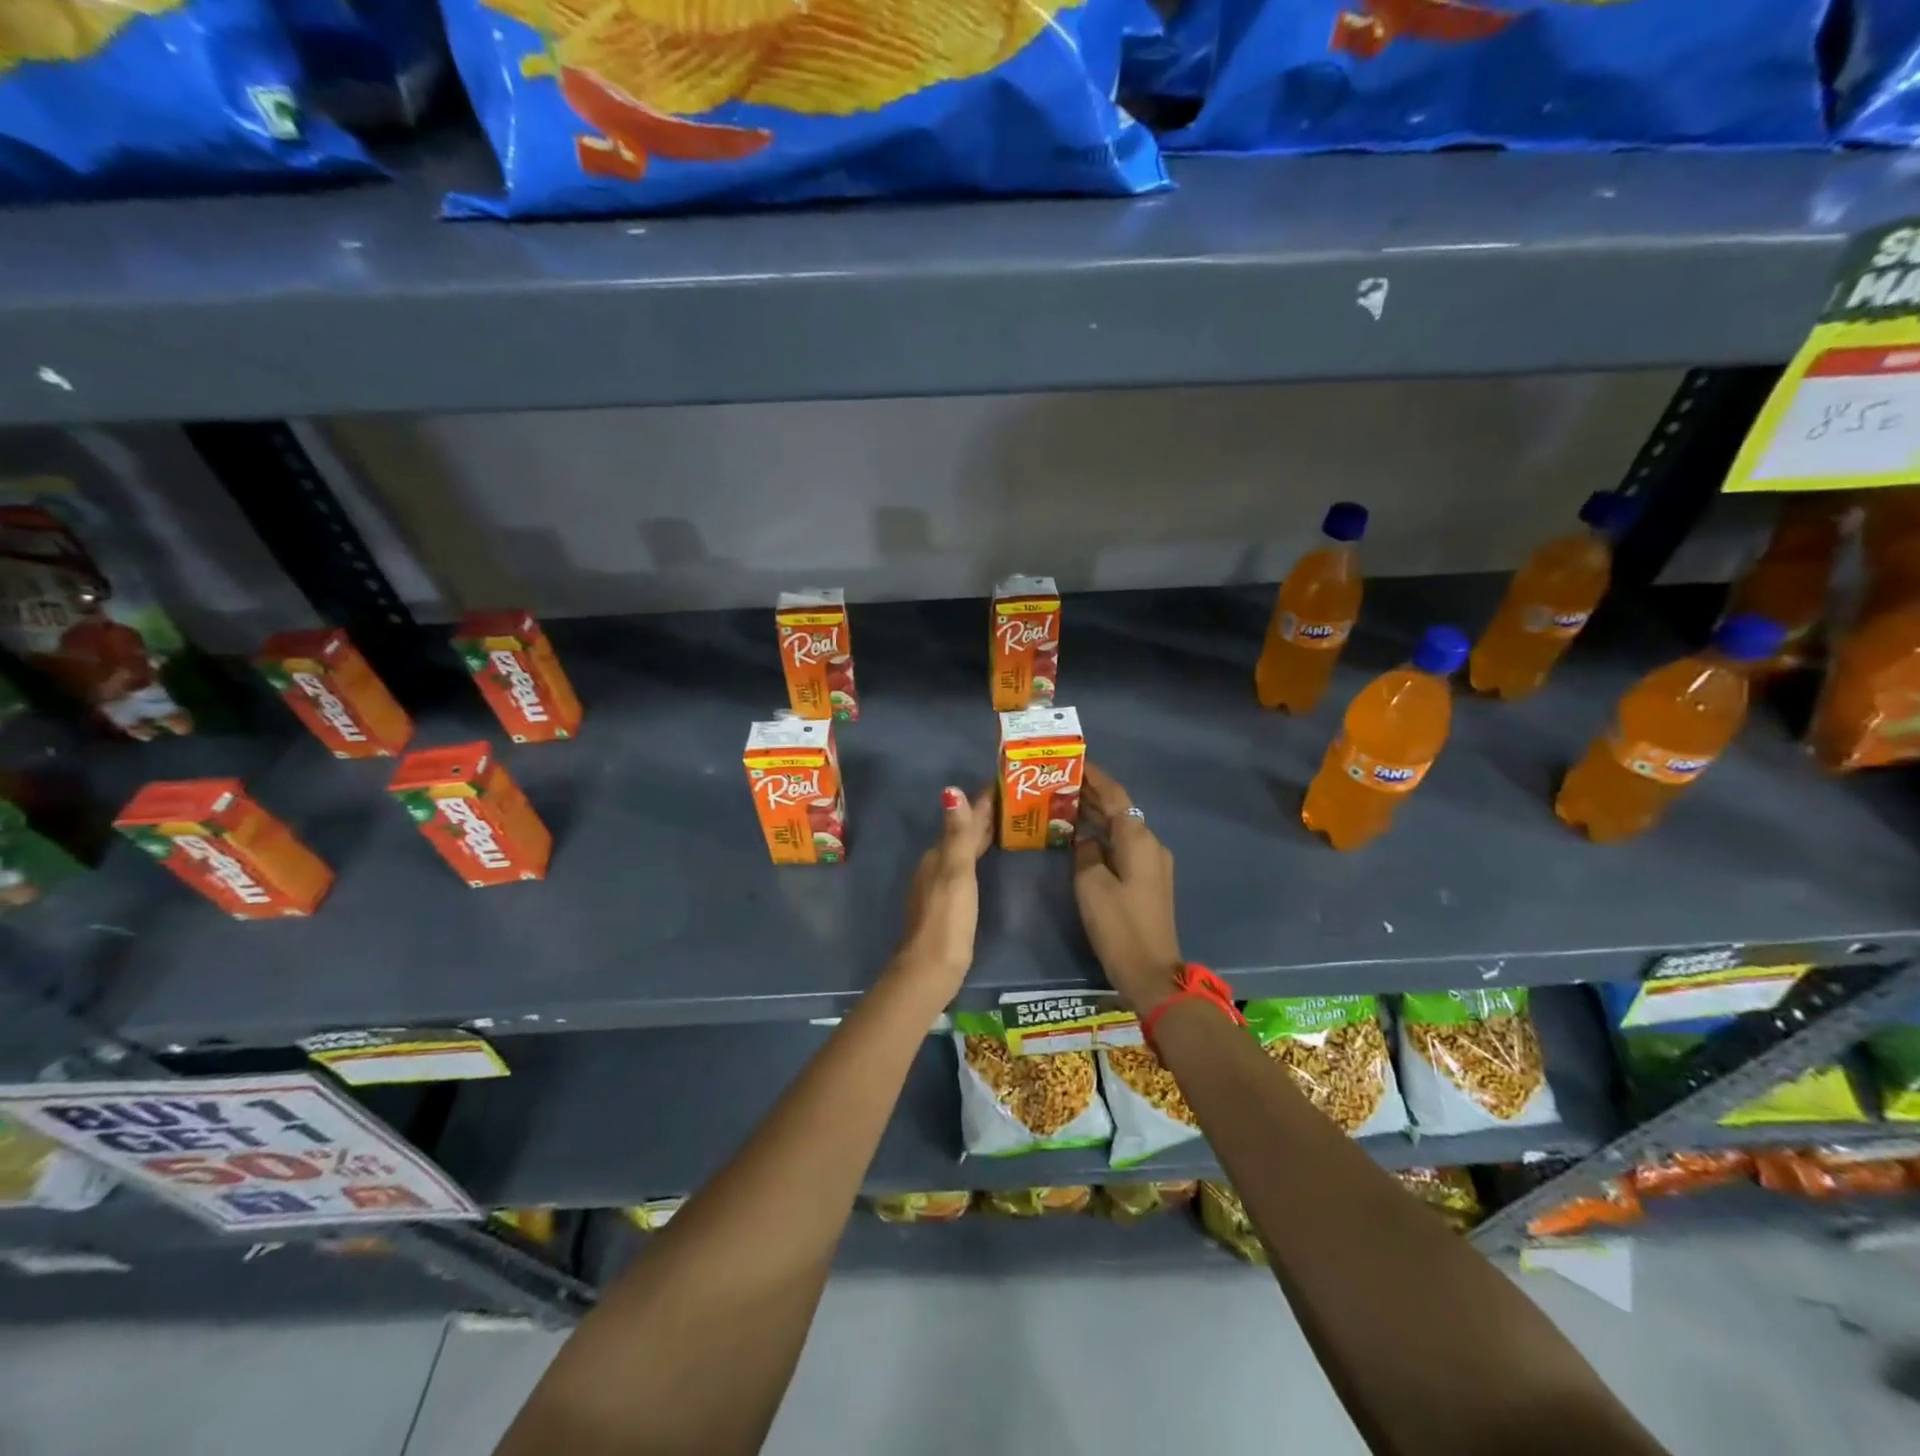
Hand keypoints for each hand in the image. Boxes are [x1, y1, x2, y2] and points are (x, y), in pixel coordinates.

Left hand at [896, 784, 994, 993]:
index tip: (1006, 781)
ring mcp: (940, 884)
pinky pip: (967, 866)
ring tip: (1008, 823)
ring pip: (964, 849)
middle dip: (985, 815)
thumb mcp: (956, 872)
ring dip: (983, 834)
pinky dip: (979, 854)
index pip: (964, 818)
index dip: (983, 800)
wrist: (931, 968)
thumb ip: (958, 834)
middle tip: (1015, 798)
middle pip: (963, 832)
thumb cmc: (948, 918)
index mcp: (939, 855)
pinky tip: (989, 858)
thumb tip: (951, 790)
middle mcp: (937, 864)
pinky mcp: (948, 903)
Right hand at [1073, 764, 1181, 1012]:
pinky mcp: (1149, 880)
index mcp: (1138, 838)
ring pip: (1122, 827)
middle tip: (1060, 781)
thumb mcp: (1091, 884)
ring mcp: (1153, 862)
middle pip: (1120, 809)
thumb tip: (1084, 837)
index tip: (1074, 761)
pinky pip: (1124, 845)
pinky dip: (1104, 835)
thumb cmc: (1118, 924)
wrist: (1151, 970)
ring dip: (1097, 815)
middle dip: (1092, 794)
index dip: (1094, 777)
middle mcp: (1151, 843)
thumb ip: (1085, 851)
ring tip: (1065, 804)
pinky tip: (1082, 837)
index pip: (1115, 795)